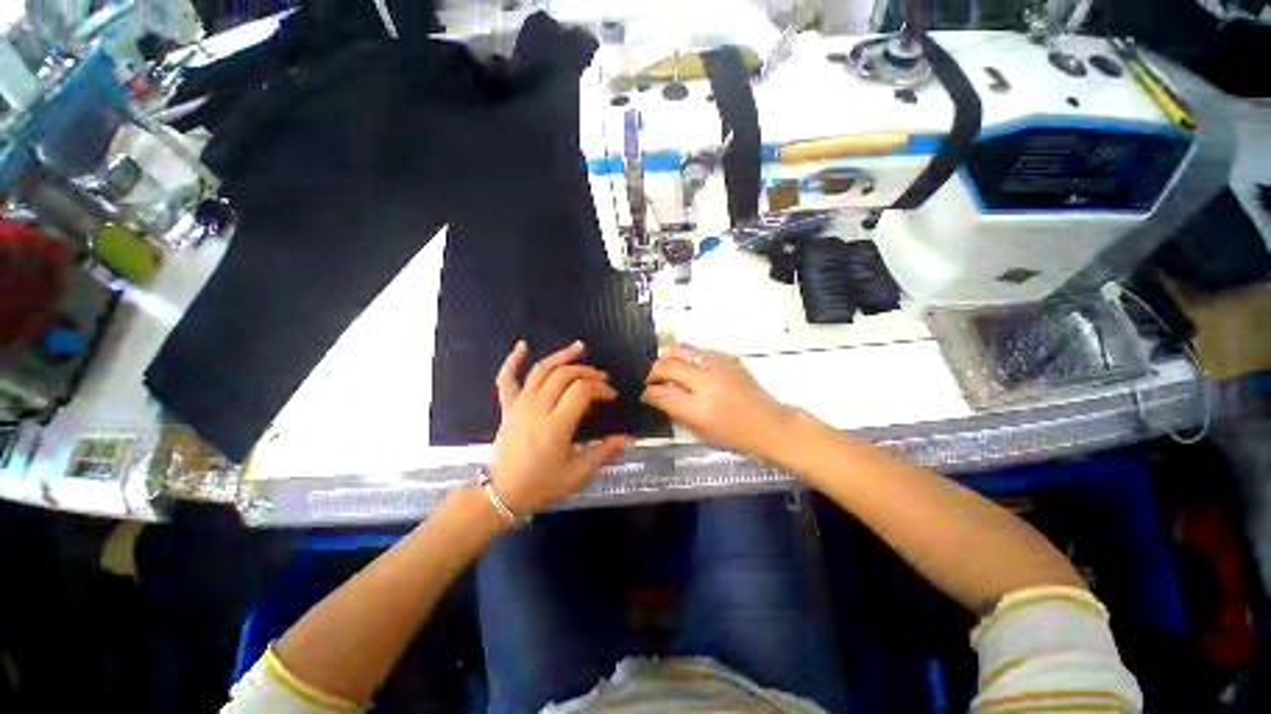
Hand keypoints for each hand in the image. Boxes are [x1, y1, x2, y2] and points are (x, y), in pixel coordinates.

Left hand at [489, 340, 631, 514]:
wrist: (503, 493)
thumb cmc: (542, 484)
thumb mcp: (577, 473)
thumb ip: (603, 452)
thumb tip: (629, 439)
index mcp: (555, 426)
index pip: (581, 392)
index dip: (600, 388)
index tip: (611, 395)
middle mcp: (537, 409)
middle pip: (564, 375)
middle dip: (587, 372)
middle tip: (601, 378)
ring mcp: (519, 405)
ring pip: (541, 370)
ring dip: (561, 356)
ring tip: (579, 348)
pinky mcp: (507, 407)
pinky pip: (506, 378)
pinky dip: (512, 360)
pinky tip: (522, 345)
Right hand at [641, 344, 796, 461]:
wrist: (768, 423)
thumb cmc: (734, 435)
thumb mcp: (699, 430)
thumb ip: (674, 410)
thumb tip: (656, 395)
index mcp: (697, 408)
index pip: (660, 392)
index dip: (647, 392)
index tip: (644, 393)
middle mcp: (705, 381)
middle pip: (666, 364)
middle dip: (652, 371)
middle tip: (650, 378)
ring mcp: (717, 365)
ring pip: (679, 349)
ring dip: (666, 357)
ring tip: (665, 367)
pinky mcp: (726, 357)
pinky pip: (696, 350)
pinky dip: (685, 356)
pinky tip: (686, 366)